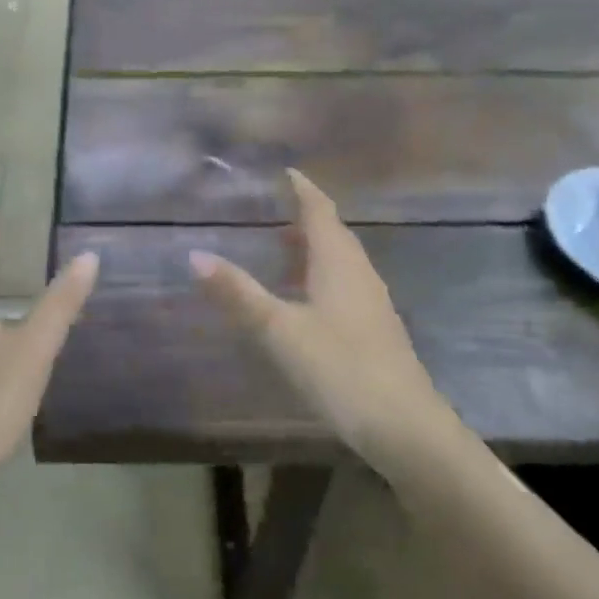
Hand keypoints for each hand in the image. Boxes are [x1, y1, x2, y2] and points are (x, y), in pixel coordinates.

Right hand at [190, 170, 442, 454]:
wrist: (404, 426)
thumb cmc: (339, 367)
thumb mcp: (278, 330)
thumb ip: (237, 293)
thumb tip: (194, 255)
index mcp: (338, 262)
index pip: (319, 211)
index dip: (303, 189)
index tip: (287, 172)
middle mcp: (359, 273)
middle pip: (333, 234)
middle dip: (306, 218)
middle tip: (276, 209)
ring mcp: (372, 303)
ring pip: (340, 262)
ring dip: (313, 249)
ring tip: (283, 249)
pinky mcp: (375, 329)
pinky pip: (345, 285)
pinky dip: (320, 276)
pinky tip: (305, 300)